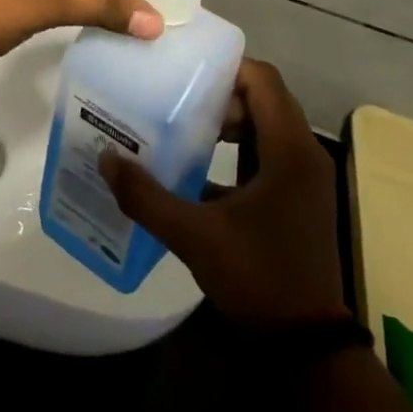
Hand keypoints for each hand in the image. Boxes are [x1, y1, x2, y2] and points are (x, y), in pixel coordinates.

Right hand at [101, 60, 346, 326]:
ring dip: (226, 124)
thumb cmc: (258, 277)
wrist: (306, 343)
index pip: (263, 80)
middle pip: (262, 100)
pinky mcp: (295, 200)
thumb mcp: (195, 236)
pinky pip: (264, 156)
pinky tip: (195, 170)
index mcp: (289, 150)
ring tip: (179, 127)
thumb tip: (106, 159)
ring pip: (263, 129)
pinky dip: (234, 152)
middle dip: (218, 96)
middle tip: (173, 100)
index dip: (225, 68)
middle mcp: (302, 154)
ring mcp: (302, 179)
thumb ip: (147, 197)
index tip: (183, 71)